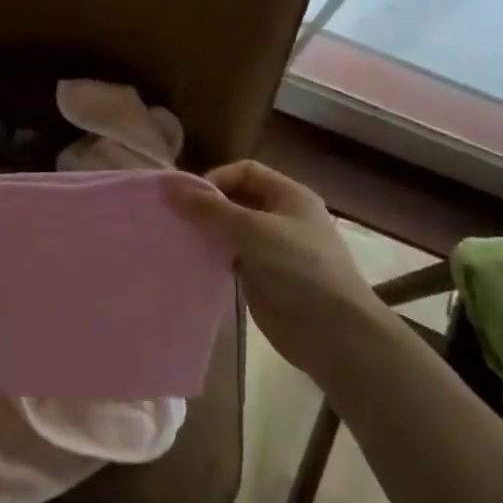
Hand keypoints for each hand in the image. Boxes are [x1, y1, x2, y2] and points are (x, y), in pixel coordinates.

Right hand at [166, 161, 385, 370]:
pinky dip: (213, 255)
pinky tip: (193, 261)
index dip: (216, 180)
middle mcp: (281, 217)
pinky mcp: (262, 276)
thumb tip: (171, 187)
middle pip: (236, 199)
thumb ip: (210, 208)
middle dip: (207, 206)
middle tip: (176, 220)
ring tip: (179, 240)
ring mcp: (272, 248)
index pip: (244, 171)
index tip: (189, 201)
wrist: (332, 331)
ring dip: (207, 232)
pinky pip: (231, 257)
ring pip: (231, 230)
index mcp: (289, 195)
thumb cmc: (298, 268)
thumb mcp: (252, 229)